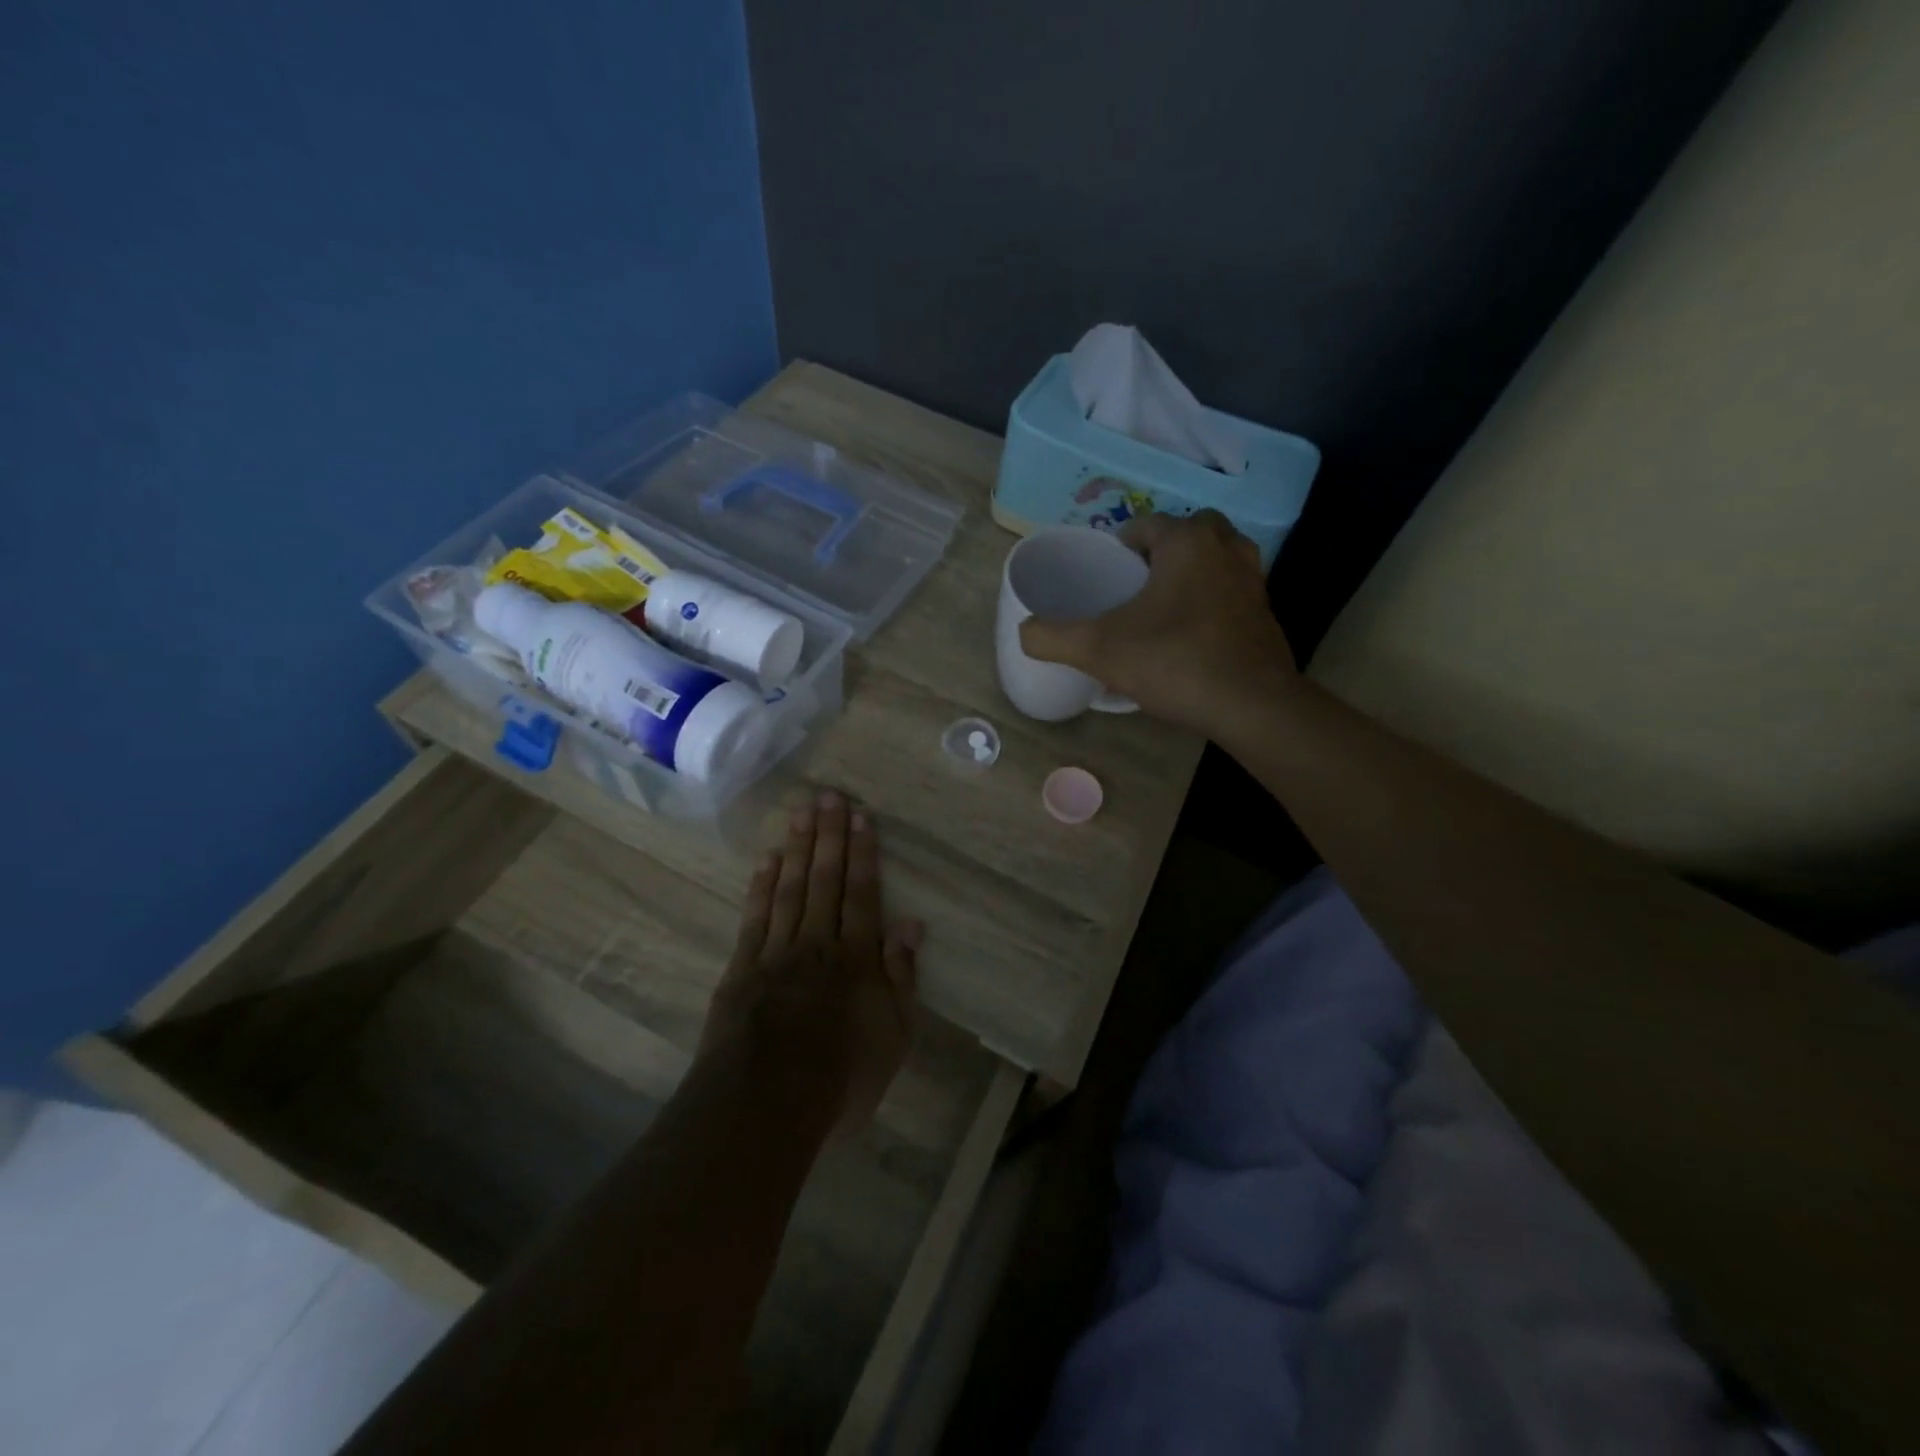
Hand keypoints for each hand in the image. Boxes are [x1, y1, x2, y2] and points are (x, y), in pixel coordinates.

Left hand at [698, 789, 921, 1129]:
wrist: (766, 1104)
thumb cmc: (842, 1076)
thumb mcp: (894, 1035)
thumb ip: (902, 975)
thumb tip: (911, 922)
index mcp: (857, 957)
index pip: (862, 893)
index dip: (863, 854)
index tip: (861, 817)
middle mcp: (818, 942)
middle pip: (825, 879)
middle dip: (829, 835)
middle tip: (829, 795)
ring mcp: (776, 951)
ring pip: (789, 888)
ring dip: (797, 847)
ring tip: (801, 812)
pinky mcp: (742, 968)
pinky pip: (755, 916)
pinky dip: (761, 885)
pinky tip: (767, 859)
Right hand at [1019, 510, 1297, 734]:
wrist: (1250, 704)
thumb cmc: (1173, 661)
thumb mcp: (1098, 650)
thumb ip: (1052, 637)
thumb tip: (1024, 632)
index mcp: (1187, 541)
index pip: (1146, 525)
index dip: (1120, 546)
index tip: (1105, 576)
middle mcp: (1226, 548)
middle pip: (1186, 534)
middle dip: (1160, 554)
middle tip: (1135, 587)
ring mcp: (1252, 581)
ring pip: (1214, 562)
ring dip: (1189, 575)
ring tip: (1160, 610)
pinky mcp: (1266, 614)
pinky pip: (1230, 594)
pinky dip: (1211, 604)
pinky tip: (1189, 639)